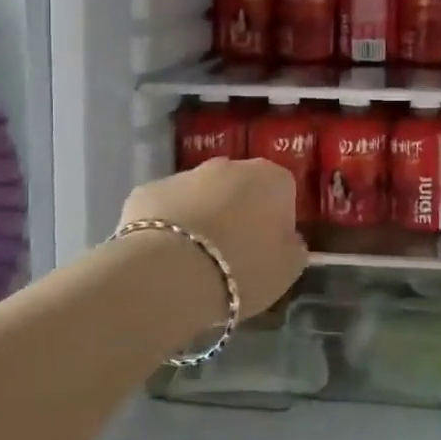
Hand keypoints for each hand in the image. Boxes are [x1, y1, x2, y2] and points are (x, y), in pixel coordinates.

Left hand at [120, 159, 308, 318]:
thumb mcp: (287, 270)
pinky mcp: (147, 190)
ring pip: (200, 195)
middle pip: (240, 188)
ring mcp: (185, 174)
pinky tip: (164, 258)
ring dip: (202, 217)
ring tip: (195, 261)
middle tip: (233, 254)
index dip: (277, 221)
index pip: (283, 192)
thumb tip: (287, 238)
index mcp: (271, 179)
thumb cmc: (241, 270)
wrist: (168, 274)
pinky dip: (168, 226)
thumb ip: (293, 247)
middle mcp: (229, 166)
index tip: (268, 250)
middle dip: (238, 213)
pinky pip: (166, 208)